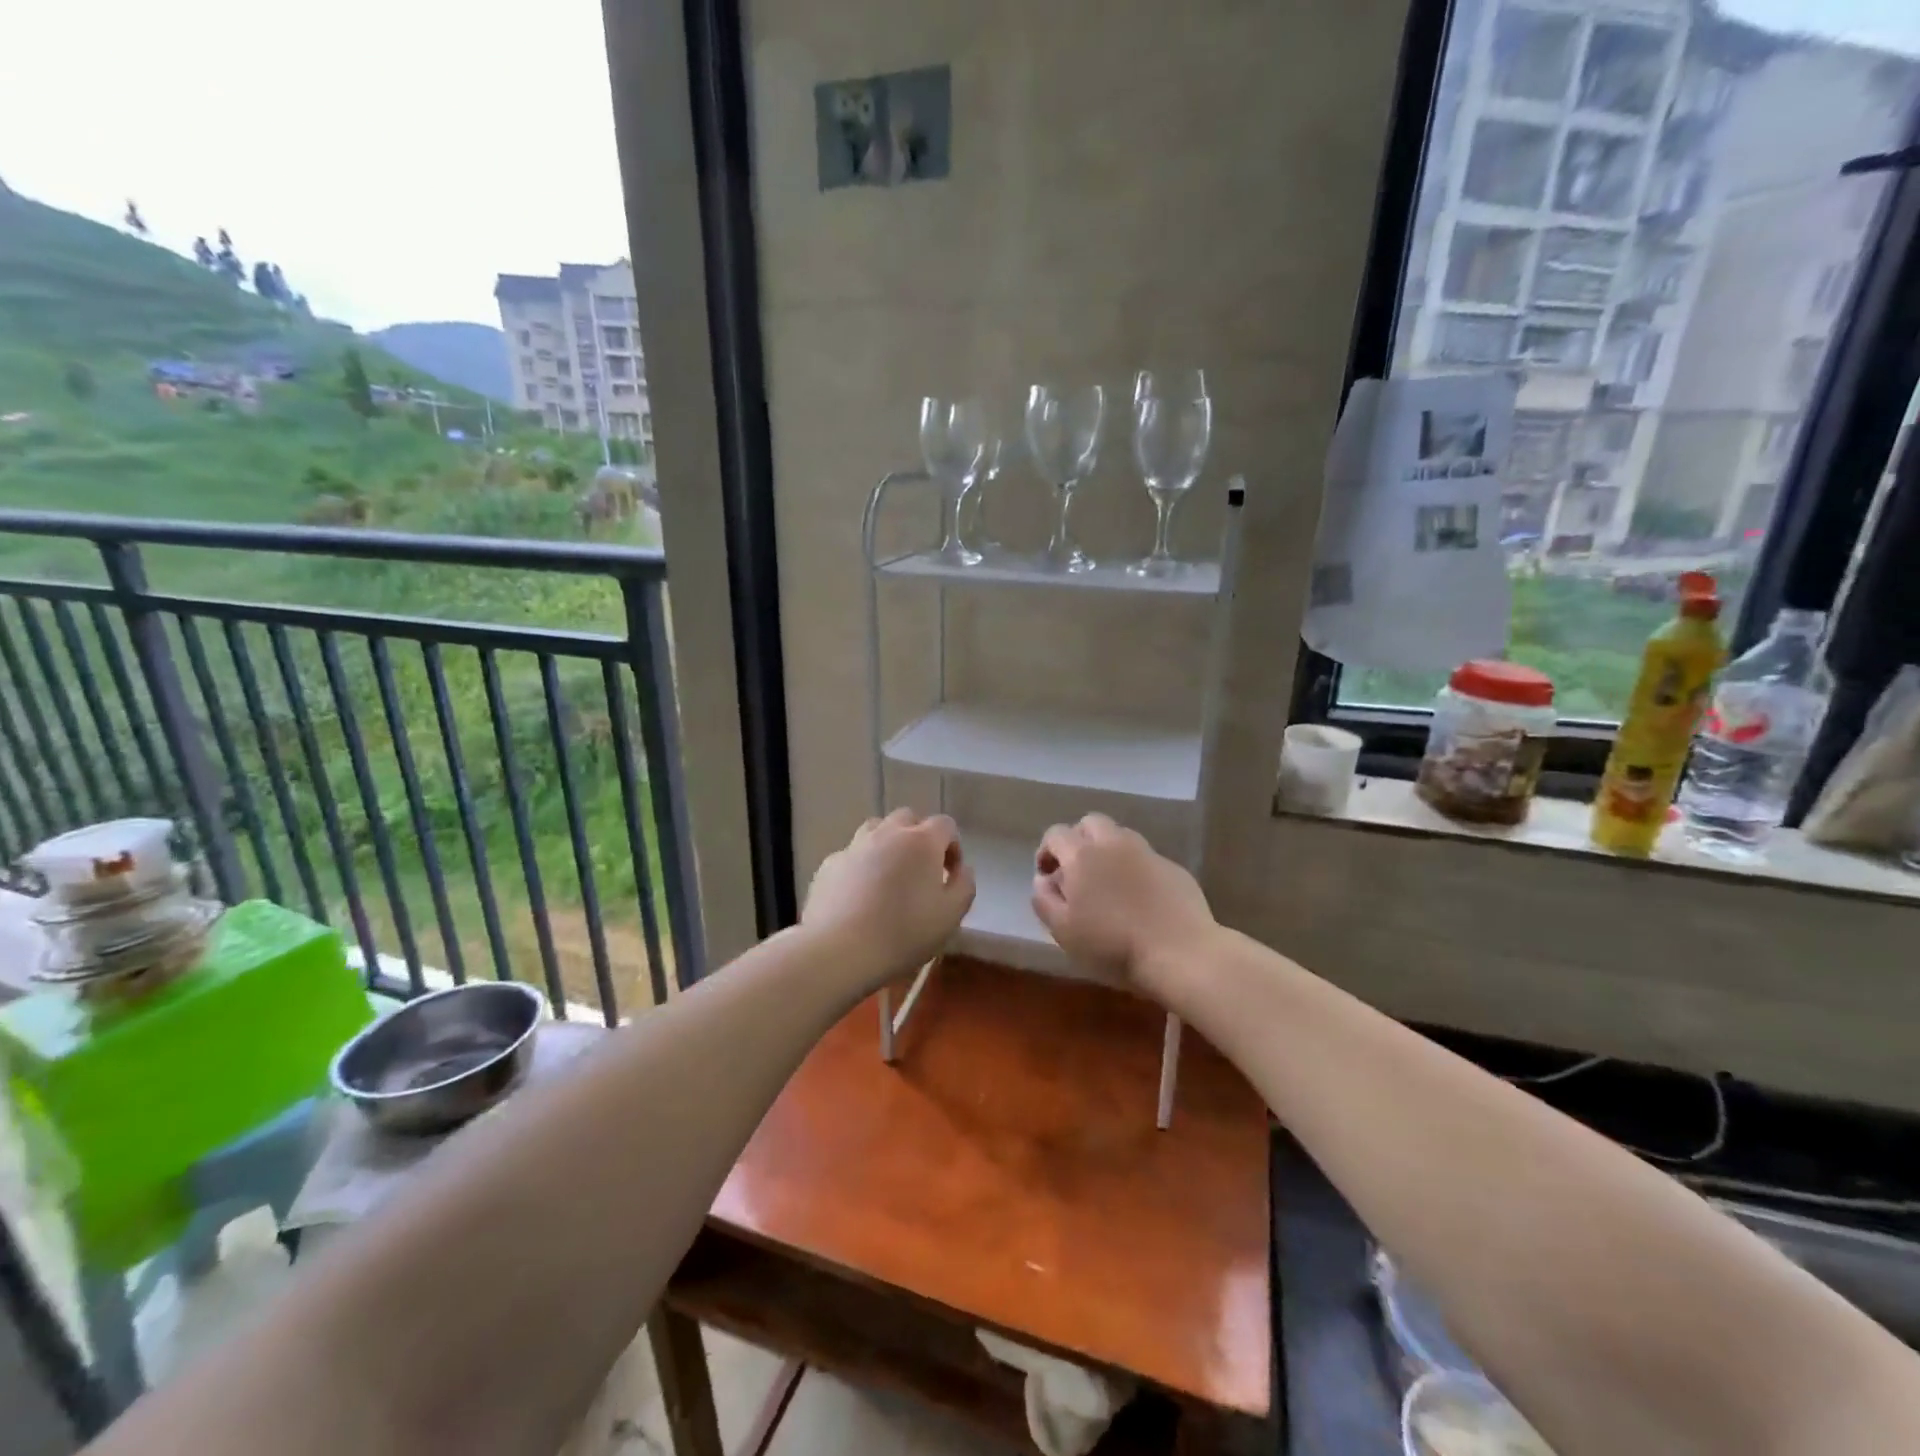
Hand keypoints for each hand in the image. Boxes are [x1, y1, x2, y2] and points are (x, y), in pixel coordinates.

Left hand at [803, 809, 974, 984]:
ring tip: (888, 876)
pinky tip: (859, 893)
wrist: (840, 950)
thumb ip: (964, 885)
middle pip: (908, 818)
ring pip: (875, 830)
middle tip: (920, 871)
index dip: (952, 846)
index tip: (950, 874)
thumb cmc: (903, 933)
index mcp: (922, 841)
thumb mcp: (951, 915)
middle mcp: (887, 833)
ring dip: (887, 844)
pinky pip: (851, 855)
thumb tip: (961, 869)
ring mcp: (854, 846)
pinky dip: (860, 865)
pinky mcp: (829, 864)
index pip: (945, 824)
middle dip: (919, 838)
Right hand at [1031, 814, 1216, 995]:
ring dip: (1107, 850)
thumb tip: (1042, 880)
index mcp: (1082, 855)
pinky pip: (1146, 858)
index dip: (1047, 851)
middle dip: (1078, 840)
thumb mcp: (1064, 931)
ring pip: (1120, 836)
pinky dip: (1135, 868)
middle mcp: (1114, 843)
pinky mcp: (1174, 868)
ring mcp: (1148, 853)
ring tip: (1108, 884)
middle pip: (1090, 823)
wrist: (1181, 954)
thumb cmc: (1113, 946)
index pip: (1056, 834)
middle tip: (1077, 872)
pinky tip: (1139, 898)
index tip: (1047, 876)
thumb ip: (1044, 900)